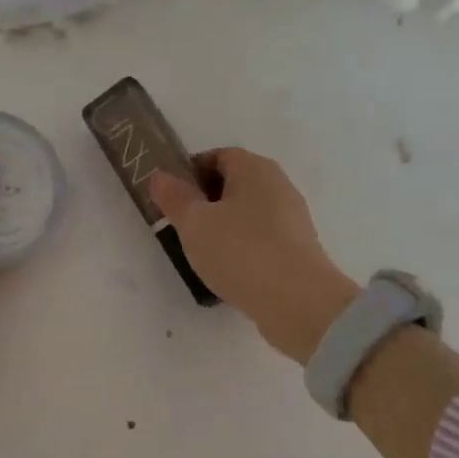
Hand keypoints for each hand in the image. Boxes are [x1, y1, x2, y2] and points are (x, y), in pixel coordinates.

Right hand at [149, 148, 360, 363]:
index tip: (171, 197)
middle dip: (205, 201)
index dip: (190, 172)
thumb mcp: (195, 223)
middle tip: (180, 225)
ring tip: (200, 251)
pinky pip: (260, 238)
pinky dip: (241, 246)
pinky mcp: (297, 248)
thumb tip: (160, 176)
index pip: (218, 156)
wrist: (298, 302)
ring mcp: (292, 218)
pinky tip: (227, 270)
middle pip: (234, 183)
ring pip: (247, 213)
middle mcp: (278, 185)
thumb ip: (175, 197)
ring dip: (222, 226)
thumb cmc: (241, 251)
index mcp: (255, 168)